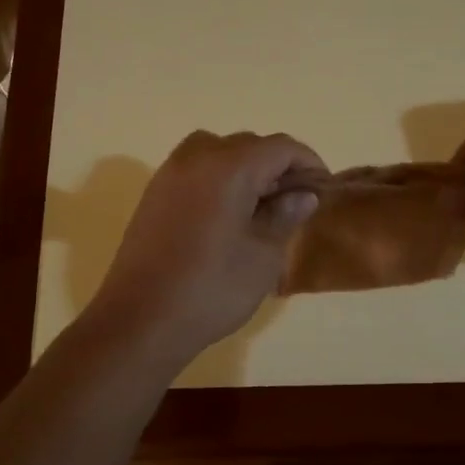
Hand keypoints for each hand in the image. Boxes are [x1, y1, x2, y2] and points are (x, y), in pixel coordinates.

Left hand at [87, 131, 324, 369]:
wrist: (141, 319)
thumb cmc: (212, 289)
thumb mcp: (262, 256)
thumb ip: (284, 217)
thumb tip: (302, 195)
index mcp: (229, 167)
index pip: (280, 147)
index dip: (308, 163)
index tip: (323, 188)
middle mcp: (196, 158)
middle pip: (247, 145)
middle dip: (276, 166)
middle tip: (294, 201)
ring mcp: (168, 174)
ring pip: (216, 152)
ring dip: (244, 169)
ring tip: (259, 206)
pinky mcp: (153, 195)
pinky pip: (194, 170)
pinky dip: (217, 179)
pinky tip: (226, 216)